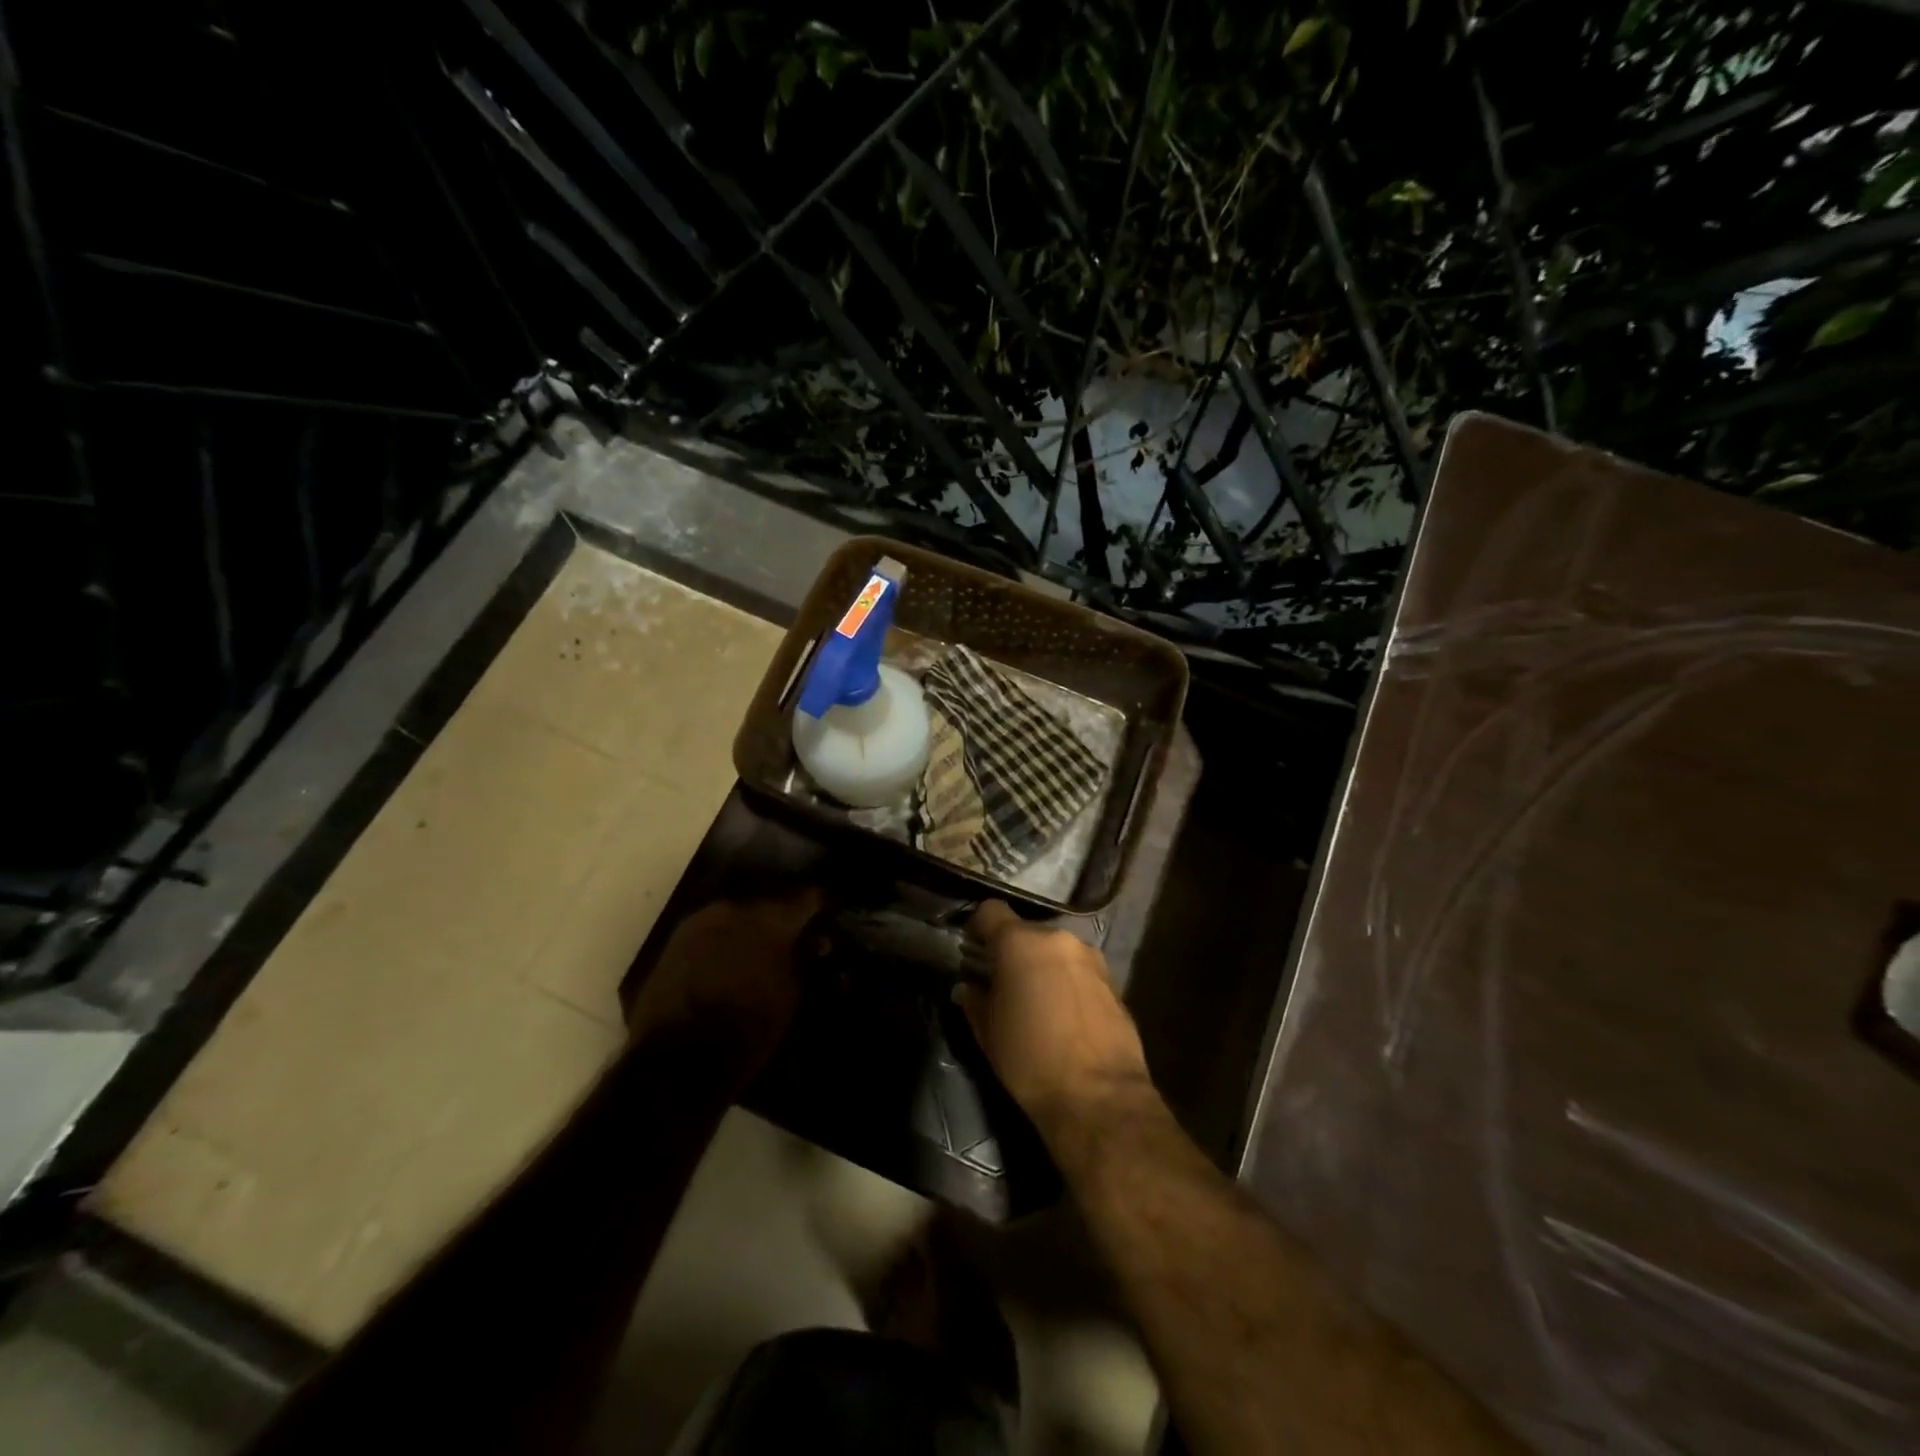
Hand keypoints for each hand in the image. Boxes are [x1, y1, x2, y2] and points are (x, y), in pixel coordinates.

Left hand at [627, 891, 822, 1071]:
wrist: (675, 1060)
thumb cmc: (746, 1029)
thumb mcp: (790, 997)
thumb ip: (805, 959)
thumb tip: (818, 939)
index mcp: (771, 919)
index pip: (808, 897)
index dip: (822, 907)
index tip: (830, 918)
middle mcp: (736, 907)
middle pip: (771, 902)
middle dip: (785, 919)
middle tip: (798, 939)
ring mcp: (702, 919)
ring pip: (740, 913)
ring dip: (754, 927)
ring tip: (764, 951)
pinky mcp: (677, 938)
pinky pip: (714, 927)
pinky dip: (728, 938)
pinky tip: (734, 959)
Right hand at [957, 901, 1150, 1138]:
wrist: (1100, 1097)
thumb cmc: (1031, 1061)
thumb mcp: (989, 1033)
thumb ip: (975, 1001)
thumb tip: (967, 987)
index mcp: (1020, 943)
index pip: (991, 911)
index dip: (978, 926)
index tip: (972, 950)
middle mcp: (1058, 939)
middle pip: (1026, 932)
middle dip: (1013, 952)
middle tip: (1003, 983)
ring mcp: (1091, 958)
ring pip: (1056, 951)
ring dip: (1043, 967)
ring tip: (1036, 1001)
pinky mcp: (1114, 981)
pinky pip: (1079, 971)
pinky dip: (1067, 983)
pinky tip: (1064, 1016)